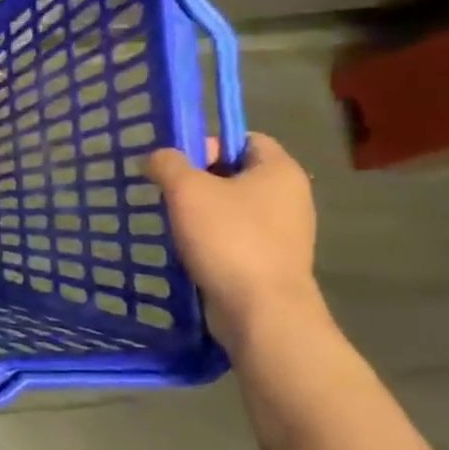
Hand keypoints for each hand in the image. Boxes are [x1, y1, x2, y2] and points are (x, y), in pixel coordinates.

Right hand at [148, 133, 324, 352]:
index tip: (178, 164)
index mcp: (280, 171)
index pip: (245, 139)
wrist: (260, 310)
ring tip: (172, 223)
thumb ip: (168, 164)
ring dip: (201, 212)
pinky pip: (235, 237)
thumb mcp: (187, 190)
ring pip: (233, 208)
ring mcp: (283, 232)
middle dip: (199, 180)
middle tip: (167, 193)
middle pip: (237, 173)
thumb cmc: (229, 239)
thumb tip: (158, 157)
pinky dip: (210, 239)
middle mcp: (289, 197)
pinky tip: (187, 250)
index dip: (209, 144)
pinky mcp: (270, 261)